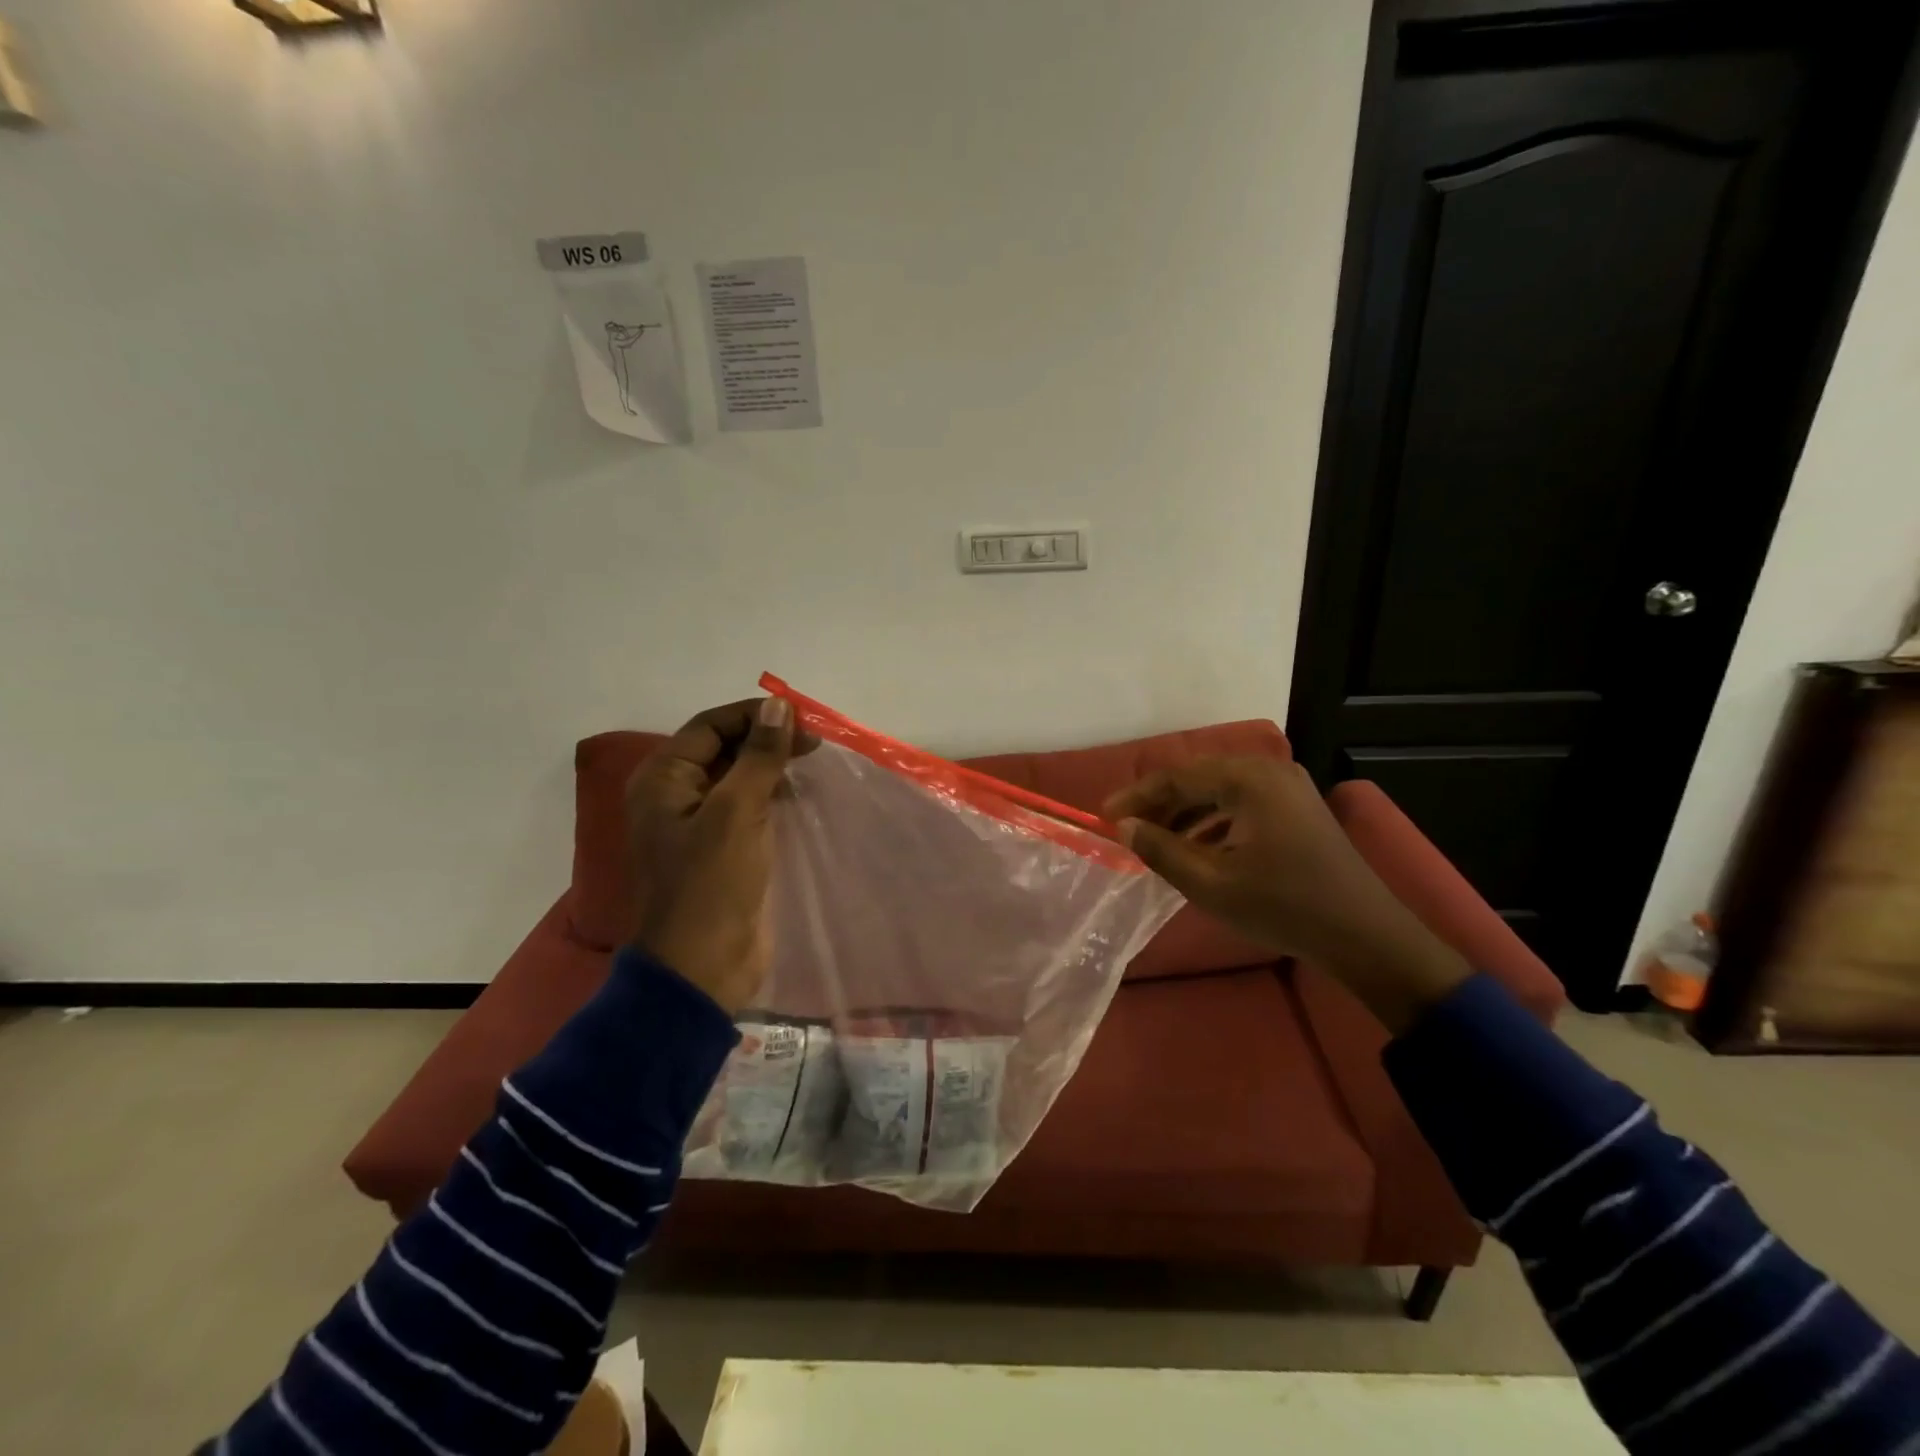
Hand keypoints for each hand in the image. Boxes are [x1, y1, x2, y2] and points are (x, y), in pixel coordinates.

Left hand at [625, 697, 811, 1016]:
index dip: (756, 717)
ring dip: (771, 767)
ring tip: (811, 766)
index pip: (711, 726)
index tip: (803, 721)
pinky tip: (799, 797)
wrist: (701, 968)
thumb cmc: (711, 885)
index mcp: (663, 779)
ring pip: (737, 778)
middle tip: (815, 745)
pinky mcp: (719, 849)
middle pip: (723, 748)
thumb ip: (759, 756)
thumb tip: (778, 706)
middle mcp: (674, 794)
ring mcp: (696, 824)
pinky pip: (745, 807)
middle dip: (767, 741)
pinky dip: (771, 796)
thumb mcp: (736, 812)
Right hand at [1104, 757, 1470, 1032]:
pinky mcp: (1297, 807)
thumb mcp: (1210, 884)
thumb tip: (1124, 827)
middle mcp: (1269, 771)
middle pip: (1199, 778)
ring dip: (1185, 813)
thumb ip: (1161, 850)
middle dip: (1160, 803)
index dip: (1137, 796)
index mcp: (1249, 780)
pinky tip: (1196, 847)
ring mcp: (1287, 787)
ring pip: (1219, 790)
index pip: (1178, 776)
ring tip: (1156, 841)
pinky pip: (1242, 803)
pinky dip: (1213, 821)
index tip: (1105, 816)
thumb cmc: (1283, 907)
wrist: (1365, 936)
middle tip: (1128, 829)